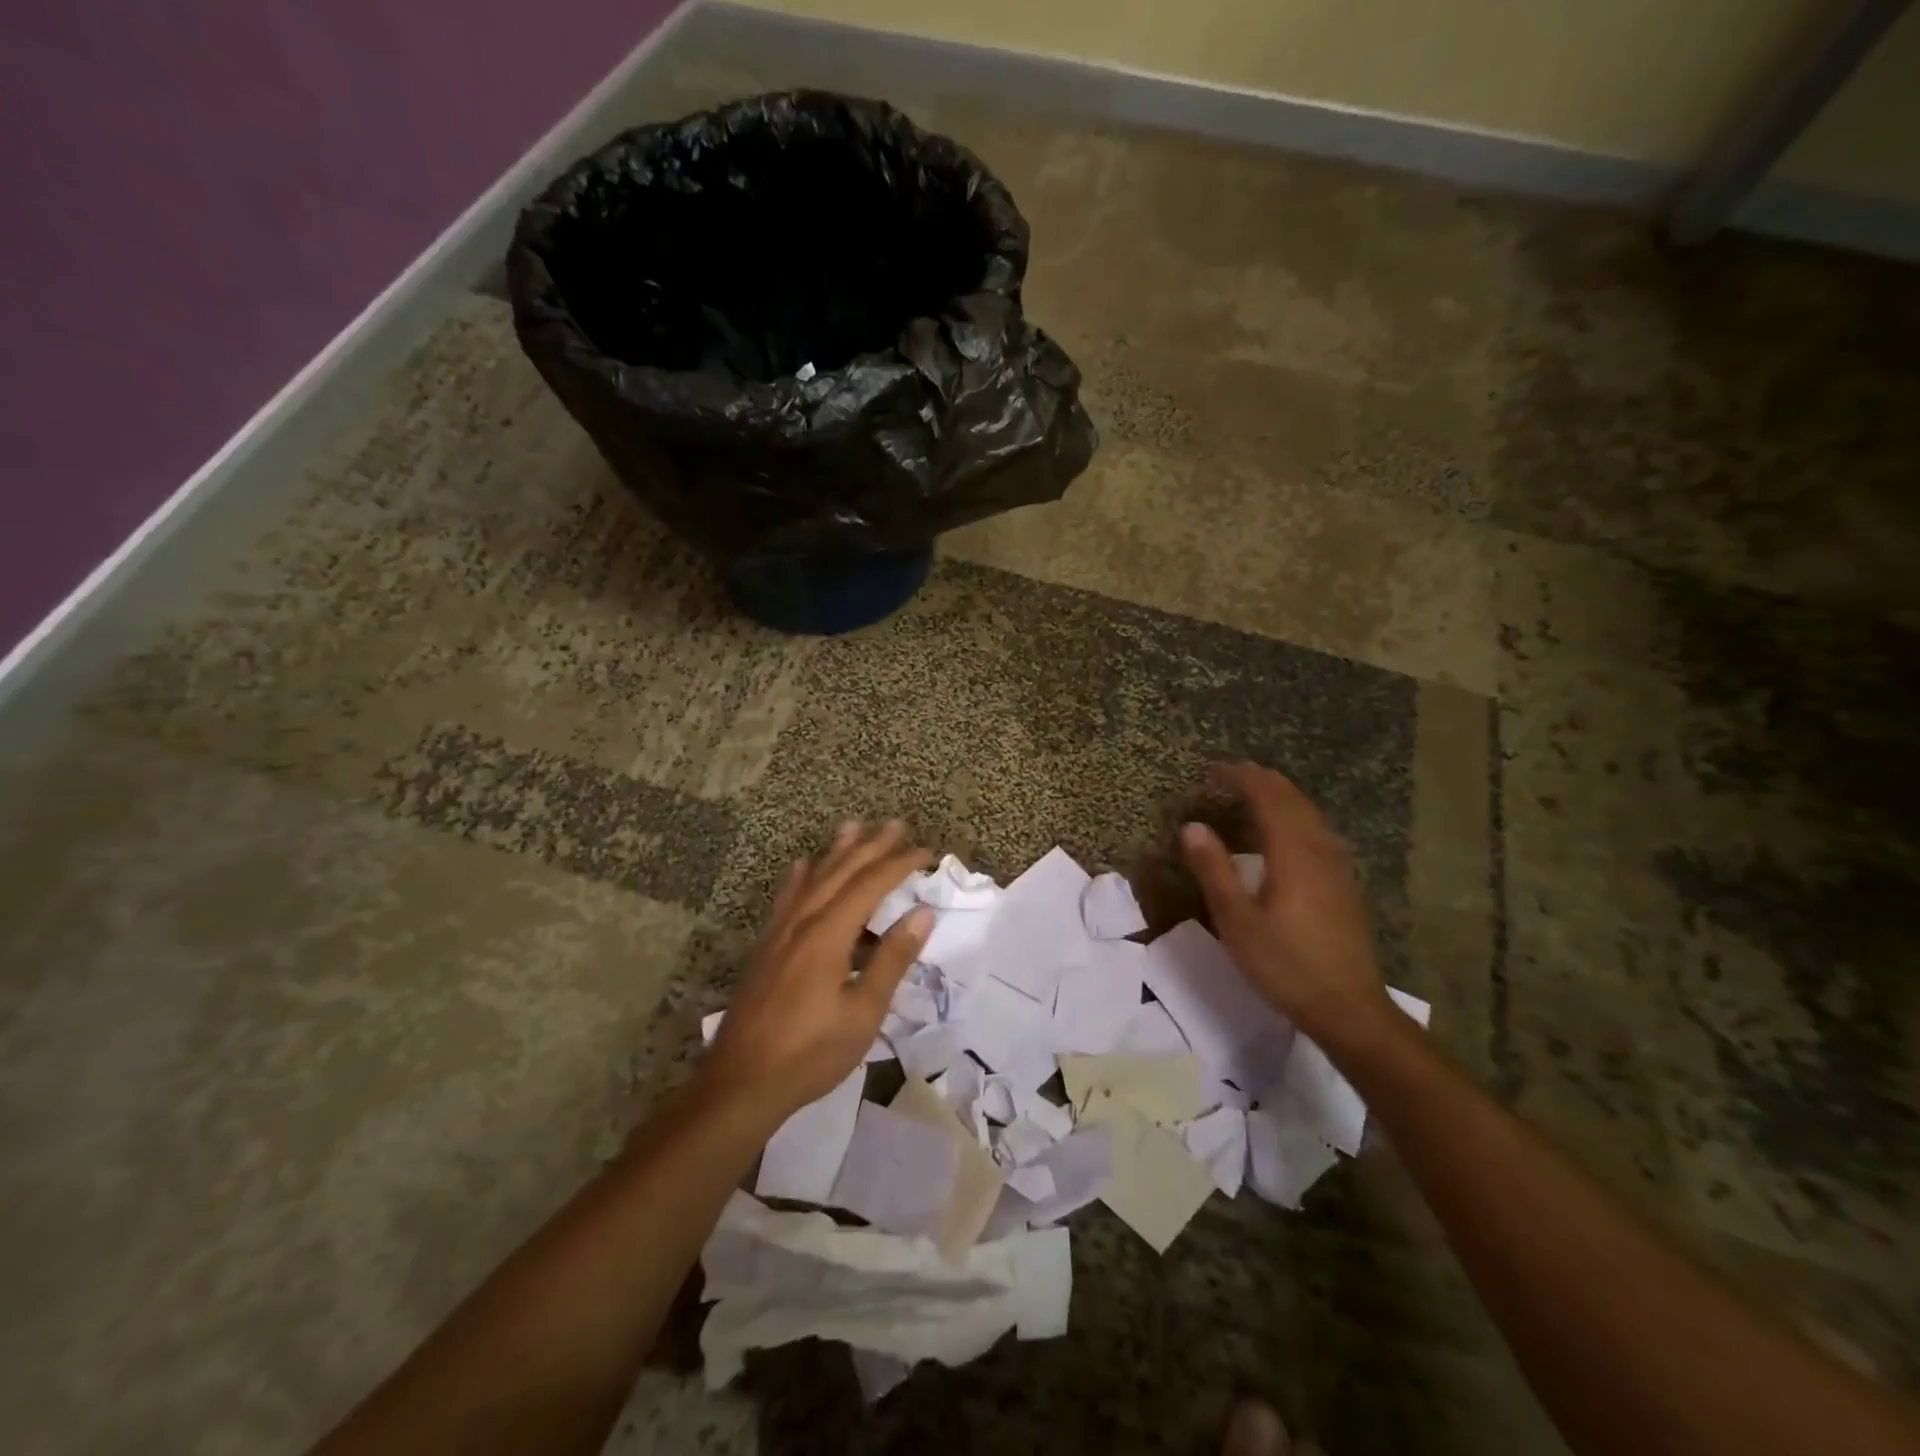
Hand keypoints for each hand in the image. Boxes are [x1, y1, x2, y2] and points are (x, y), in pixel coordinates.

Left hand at [701, 821, 933, 1123]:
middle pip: (841, 873)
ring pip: (812, 879)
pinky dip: (800, 876)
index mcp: (828, 935)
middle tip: (896, 824)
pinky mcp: (766, 947)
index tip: (925, 851)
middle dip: (871, 847)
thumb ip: (891, 959)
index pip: (870, 885)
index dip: (899, 864)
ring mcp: (779, 933)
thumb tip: (922, 914)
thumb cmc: (810, 1053)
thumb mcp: (863, 1012)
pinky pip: (786, 898)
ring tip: (853, 827)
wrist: (741, 1083)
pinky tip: (803, 865)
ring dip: (836, 852)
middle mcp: (802, 922)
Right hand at [1180, 762, 1391, 1045]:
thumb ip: (1214, 870)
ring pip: (1310, 815)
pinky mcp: (1344, 885)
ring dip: (1282, 797)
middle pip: (1293, 800)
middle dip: (1263, 781)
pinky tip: (1287, 833)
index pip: (1268, 798)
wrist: (1349, 1008)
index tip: (1215, 770)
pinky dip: (1296, 817)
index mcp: (1292, 853)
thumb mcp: (1237, 921)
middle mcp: (1319, 850)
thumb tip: (1193, 827)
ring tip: (1255, 795)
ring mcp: (1337, 867)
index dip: (1242, 778)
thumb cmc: (1285, 964)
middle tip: (1231, 775)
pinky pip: (1318, 832)